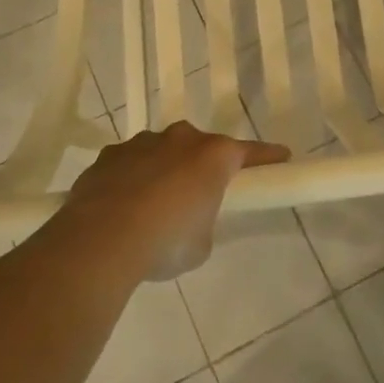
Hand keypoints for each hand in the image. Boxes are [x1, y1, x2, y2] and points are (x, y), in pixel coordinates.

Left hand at [61, 122, 290, 280]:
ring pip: (161, 152)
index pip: (249, 153)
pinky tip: (122, 208)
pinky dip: (131, 180)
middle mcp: (180, 139)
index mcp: (213, 156)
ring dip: (164, 171)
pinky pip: (129, 165)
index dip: (267, 157)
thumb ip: (203, 221)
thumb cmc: (166, 241)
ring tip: (153, 208)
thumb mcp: (201, 243)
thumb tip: (189, 218)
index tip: (282, 158)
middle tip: (201, 195)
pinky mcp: (108, 156)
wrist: (101, 239)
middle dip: (202, 167)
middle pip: (200, 148)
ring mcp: (141, 143)